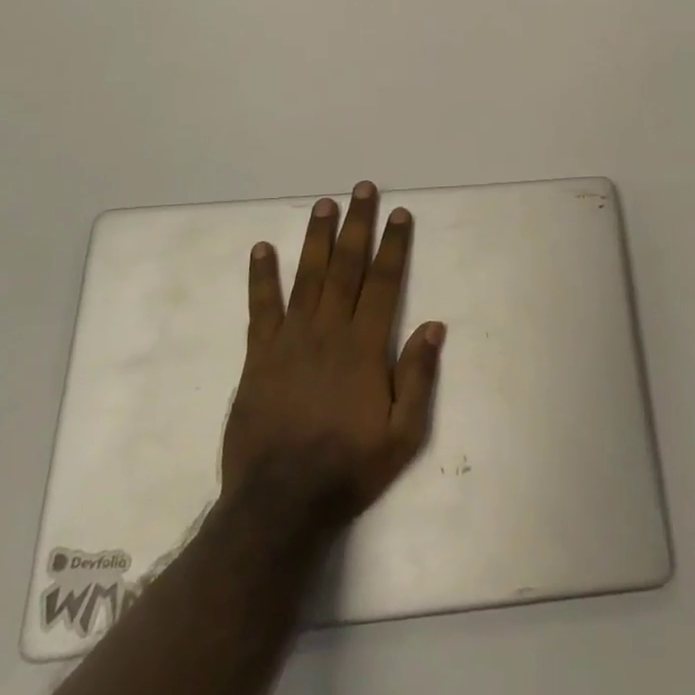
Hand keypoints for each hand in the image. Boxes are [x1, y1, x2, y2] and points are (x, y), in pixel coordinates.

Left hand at [221, 182, 444, 527]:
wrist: (280, 505)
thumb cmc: (348, 468)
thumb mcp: (402, 435)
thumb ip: (418, 377)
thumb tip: (435, 326)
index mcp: (365, 346)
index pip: (384, 283)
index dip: (394, 246)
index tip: (400, 214)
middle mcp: (329, 331)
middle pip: (346, 267)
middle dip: (357, 225)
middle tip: (362, 189)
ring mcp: (290, 340)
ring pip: (308, 276)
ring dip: (316, 238)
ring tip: (324, 204)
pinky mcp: (259, 356)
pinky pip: (261, 307)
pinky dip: (262, 277)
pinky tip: (262, 249)